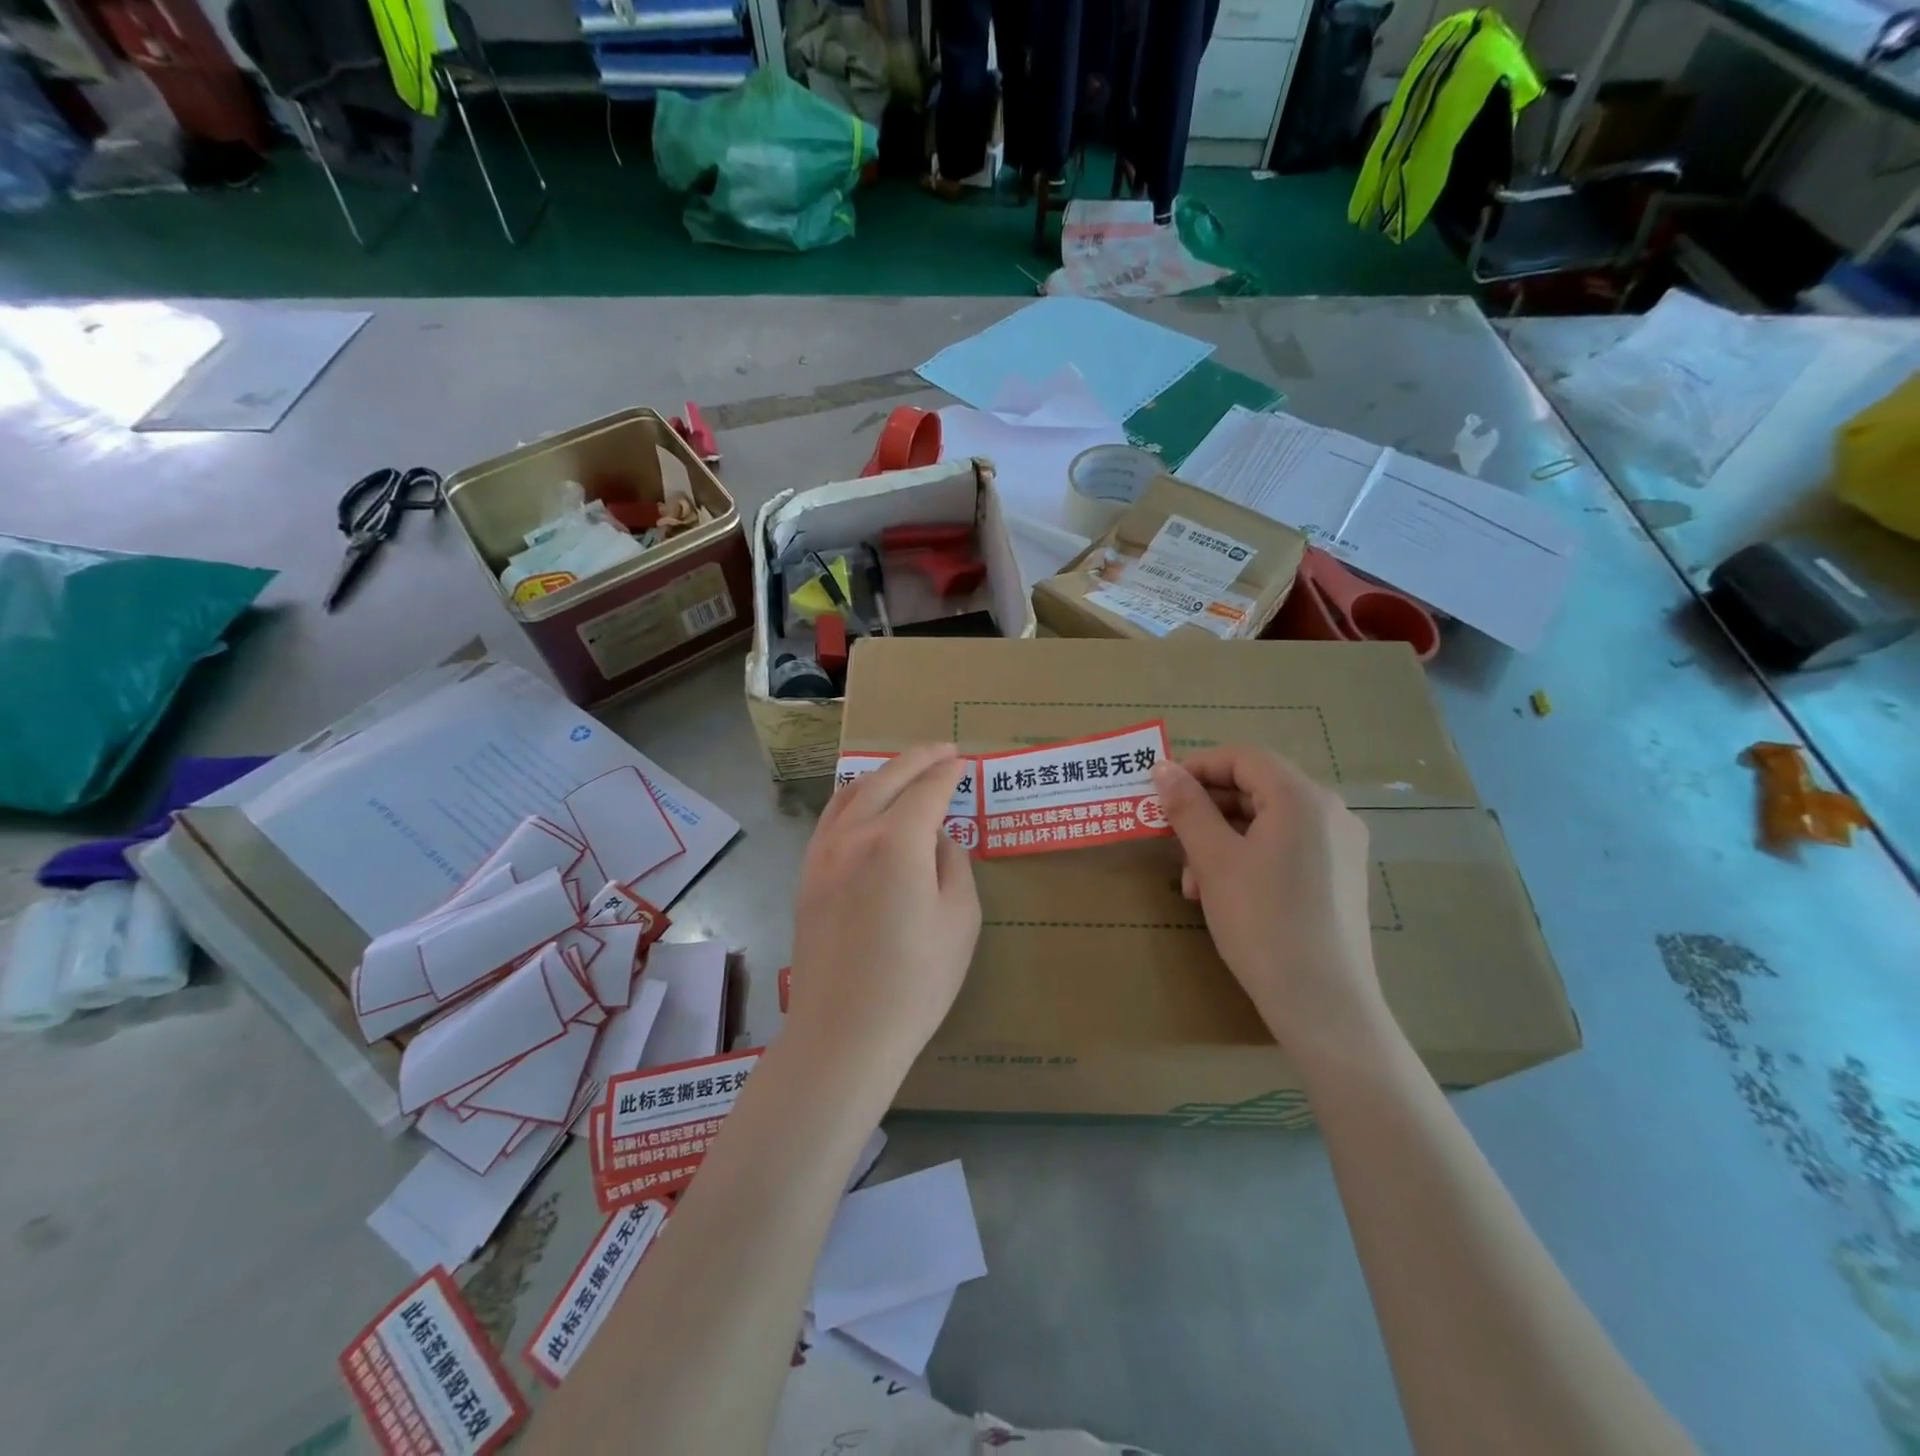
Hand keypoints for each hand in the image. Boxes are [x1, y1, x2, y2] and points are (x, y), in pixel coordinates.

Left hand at [788, 744, 981, 1069]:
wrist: (843, 1032)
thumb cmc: (916, 982)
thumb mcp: (960, 920)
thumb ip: (953, 864)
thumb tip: (936, 838)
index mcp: (896, 841)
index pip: (927, 789)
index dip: (948, 772)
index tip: (963, 761)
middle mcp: (854, 834)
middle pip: (885, 778)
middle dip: (917, 758)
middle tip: (942, 750)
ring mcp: (822, 853)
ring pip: (851, 792)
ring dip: (882, 773)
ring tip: (906, 770)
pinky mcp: (807, 875)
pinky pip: (831, 818)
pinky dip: (854, 798)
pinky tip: (866, 806)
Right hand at [1150, 746, 1383, 1054]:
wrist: (1323, 1003)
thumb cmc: (1262, 921)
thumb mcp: (1214, 860)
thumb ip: (1187, 807)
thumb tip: (1163, 767)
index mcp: (1303, 797)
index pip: (1243, 758)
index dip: (1197, 767)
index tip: (1160, 792)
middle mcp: (1330, 811)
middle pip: (1256, 788)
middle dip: (1207, 811)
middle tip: (1171, 840)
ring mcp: (1341, 845)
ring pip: (1268, 822)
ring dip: (1222, 839)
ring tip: (1193, 881)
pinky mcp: (1340, 877)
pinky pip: (1287, 847)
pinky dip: (1250, 857)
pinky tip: (1224, 893)